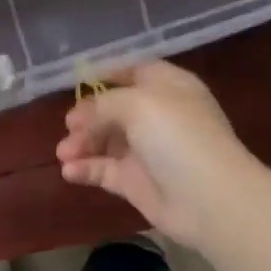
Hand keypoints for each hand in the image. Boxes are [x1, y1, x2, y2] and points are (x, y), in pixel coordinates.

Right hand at [56, 61, 256, 246]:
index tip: (78, 82)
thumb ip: (104, 103)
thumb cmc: (177, 137)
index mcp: (169, 88)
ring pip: (105, 142)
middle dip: (88, 116)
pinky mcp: (136, 183)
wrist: (207, 198)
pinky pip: (104, 171)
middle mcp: (158, 117)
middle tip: (69, 127)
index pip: (136, 72)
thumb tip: (80, 115)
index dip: (108, 74)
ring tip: (63, 153)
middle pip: (114, 110)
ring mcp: (147, 152)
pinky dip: (85, 169)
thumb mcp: (139, 104)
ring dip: (81, 144)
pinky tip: (69, 171)